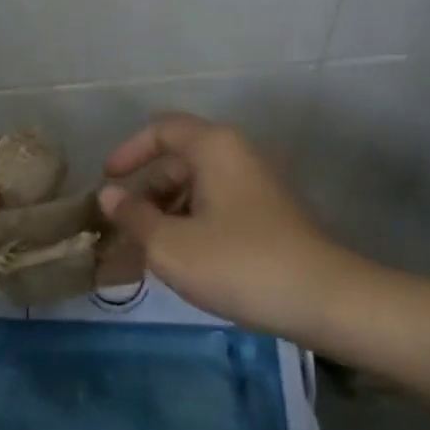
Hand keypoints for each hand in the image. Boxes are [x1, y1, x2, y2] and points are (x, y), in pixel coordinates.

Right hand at [98, 113, 348, 338]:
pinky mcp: (264, 216)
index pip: (161, 130)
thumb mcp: (171, 244)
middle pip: (177, 162)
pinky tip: (174, 263)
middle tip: (119, 228)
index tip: (106, 180)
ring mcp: (252, 186)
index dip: (129, 151)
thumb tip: (108, 195)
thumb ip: (133, 216)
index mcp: (213, 146)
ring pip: (194, 190)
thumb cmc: (238, 262)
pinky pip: (213, 209)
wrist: (323, 300)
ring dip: (163, 216)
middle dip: (143, 194)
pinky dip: (188, 227)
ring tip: (139, 256)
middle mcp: (234, 155)